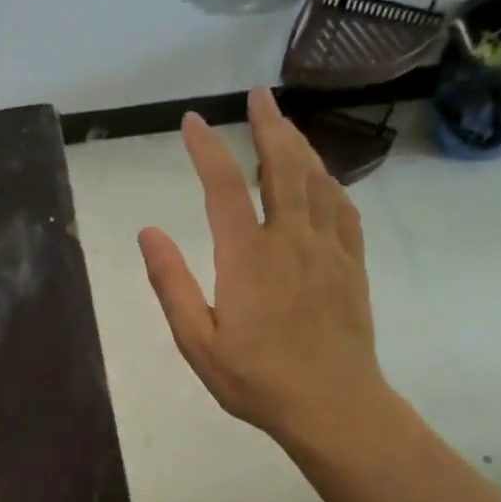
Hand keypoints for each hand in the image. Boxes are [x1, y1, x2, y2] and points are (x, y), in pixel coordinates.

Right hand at [138, 86, 387, 452]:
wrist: (333, 406)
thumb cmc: (257, 380)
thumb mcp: (197, 342)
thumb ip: (171, 284)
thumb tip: (148, 232)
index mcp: (247, 256)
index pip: (224, 186)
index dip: (207, 148)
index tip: (192, 121)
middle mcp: (291, 239)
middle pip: (282, 166)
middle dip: (268, 125)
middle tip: (259, 95)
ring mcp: (328, 249)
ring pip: (316, 180)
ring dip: (299, 146)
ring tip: (285, 125)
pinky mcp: (352, 265)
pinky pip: (344, 208)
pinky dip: (330, 182)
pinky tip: (323, 178)